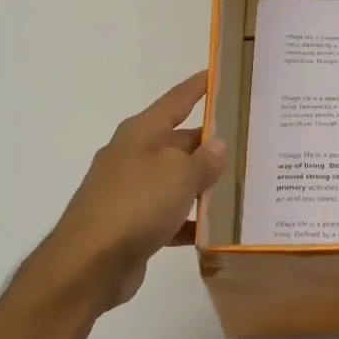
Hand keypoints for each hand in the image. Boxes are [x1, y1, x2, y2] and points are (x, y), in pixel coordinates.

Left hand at [16, 71, 227, 313]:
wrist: (88, 264)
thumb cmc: (135, 205)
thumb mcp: (179, 176)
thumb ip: (204, 160)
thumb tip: (217, 145)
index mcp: (141, 134)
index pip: (177, 100)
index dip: (199, 87)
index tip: (219, 73)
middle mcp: (134, 156)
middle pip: (179, 142)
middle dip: (210, 143)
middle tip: (249, 141)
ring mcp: (130, 191)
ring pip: (176, 180)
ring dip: (203, 184)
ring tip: (242, 186)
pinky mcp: (132, 225)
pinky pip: (170, 215)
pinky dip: (190, 220)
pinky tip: (216, 230)